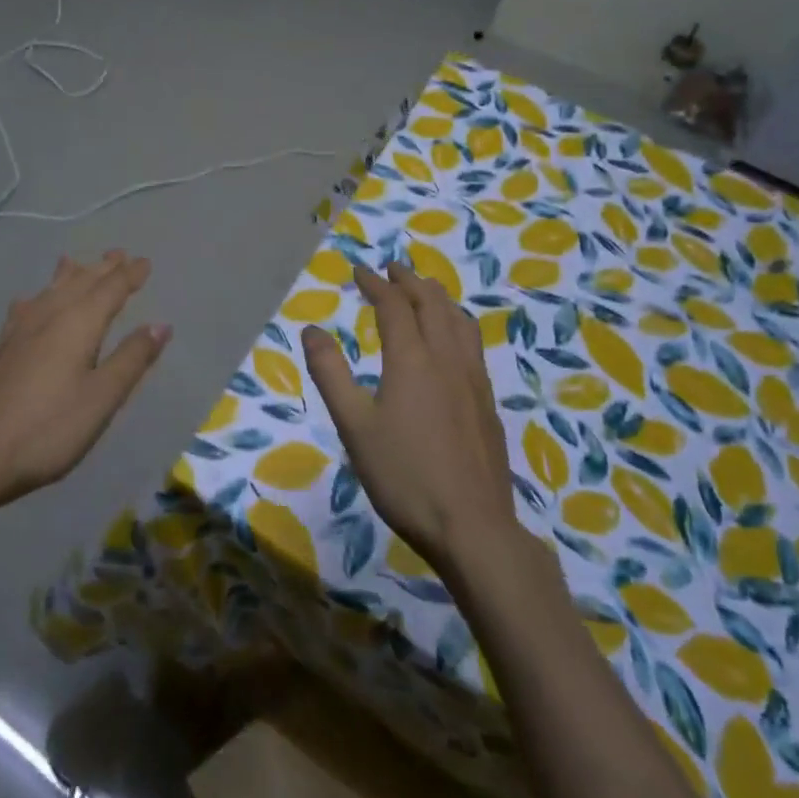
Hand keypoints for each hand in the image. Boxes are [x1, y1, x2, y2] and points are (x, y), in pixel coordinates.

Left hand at [0, 250, 169, 510]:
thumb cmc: (49, 428)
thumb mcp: (102, 398)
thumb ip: (132, 359)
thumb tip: (160, 324)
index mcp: (78, 324)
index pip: (111, 289)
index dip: (130, 275)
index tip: (145, 262)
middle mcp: (49, 316)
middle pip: (80, 283)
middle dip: (102, 269)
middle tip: (118, 254)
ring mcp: (19, 330)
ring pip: (51, 291)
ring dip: (69, 275)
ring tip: (76, 262)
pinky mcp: (0, 348)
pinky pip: (25, 307)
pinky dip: (38, 296)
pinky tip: (29, 301)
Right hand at [301, 261, 515, 572]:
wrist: (473, 527)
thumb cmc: (404, 476)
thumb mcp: (354, 426)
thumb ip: (331, 374)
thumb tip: (311, 330)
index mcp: (412, 359)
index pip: (393, 305)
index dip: (375, 283)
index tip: (359, 271)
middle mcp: (446, 358)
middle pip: (431, 303)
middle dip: (409, 281)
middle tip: (391, 269)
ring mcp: (473, 379)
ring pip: (459, 320)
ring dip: (438, 297)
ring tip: (425, 291)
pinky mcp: (487, 402)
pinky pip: (472, 342)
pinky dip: (456, 322)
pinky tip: (453, 340)